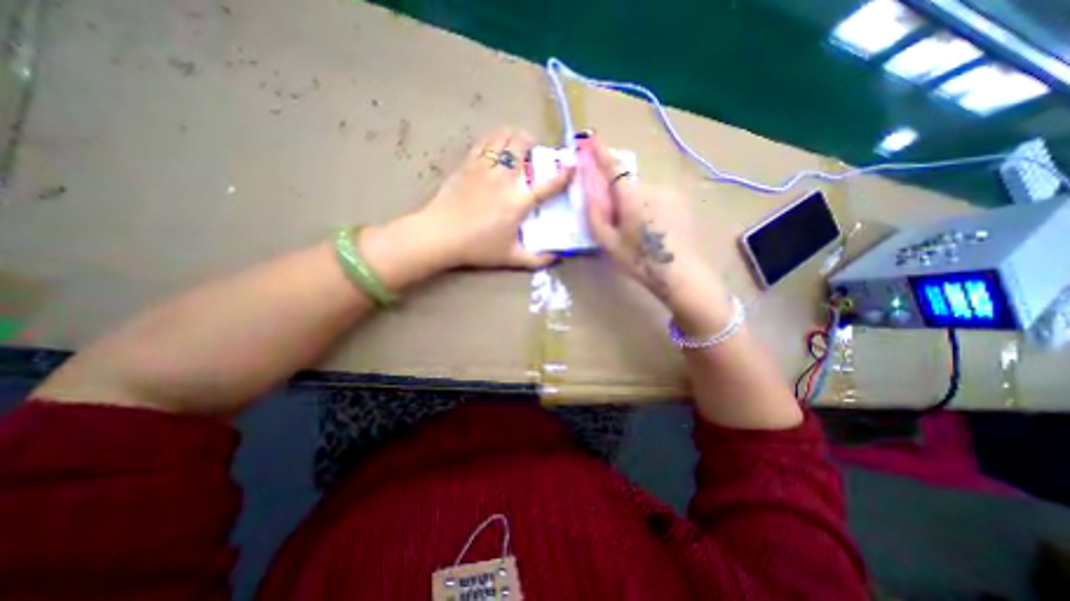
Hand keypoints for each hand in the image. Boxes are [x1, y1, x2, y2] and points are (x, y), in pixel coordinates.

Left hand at [412, 127, 573, 270]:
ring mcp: (484, 168)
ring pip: (503, 137)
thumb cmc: (478, 248)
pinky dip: (494, 138)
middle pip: (523, 146)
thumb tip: (556, 258)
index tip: (573, 165)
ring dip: (514, 136)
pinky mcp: (467, 164)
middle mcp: (505, 179)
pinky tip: (496, 145)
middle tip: (535, 152)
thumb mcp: (510, 258)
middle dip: (533, 143)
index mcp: (518, 202)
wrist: (440, 235)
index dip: (564, 173)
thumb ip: (536, 259)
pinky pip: (484, 141)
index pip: (548, 183)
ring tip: (517, 144)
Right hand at [578, 133, 735, 333]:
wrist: (680, 273)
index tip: (590, 138)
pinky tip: (652, 230)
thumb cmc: (639, 261)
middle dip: (616, 193)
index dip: (600, 152)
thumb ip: (595, 212)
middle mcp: (651, 187)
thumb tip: (588, 186)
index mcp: (631, 196)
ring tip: (636, 232)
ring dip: (633, 203)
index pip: (612, 167)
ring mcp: (669, 193)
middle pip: (626, 183)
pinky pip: (655, 197)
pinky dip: (648, 206)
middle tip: (615, 221)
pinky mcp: (680, 201)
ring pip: (641, 192)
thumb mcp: (608, 242)